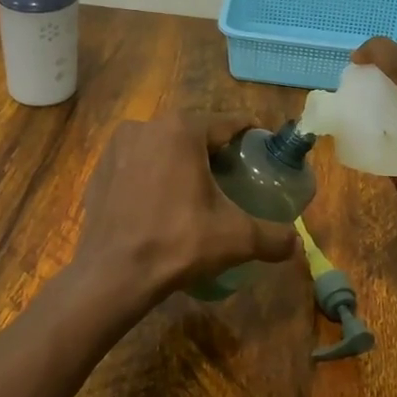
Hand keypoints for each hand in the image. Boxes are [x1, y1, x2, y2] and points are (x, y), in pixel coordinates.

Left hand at [69, 113, 297, 314]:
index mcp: (182, 130)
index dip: (249, 134)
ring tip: (197, 188)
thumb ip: (273, 237)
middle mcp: (147, 126)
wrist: (113, 274)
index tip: (262, 149)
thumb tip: (296, 242)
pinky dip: (152, 175)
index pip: (227, 122)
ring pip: (162, 146)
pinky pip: (136, 164)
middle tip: (233, 174)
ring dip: (180, 160)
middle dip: (214, 149)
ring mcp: (117, 147)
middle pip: (193, 132)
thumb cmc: (178, 242)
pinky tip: (161, 202)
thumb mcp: (236, 238)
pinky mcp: (100, 169)